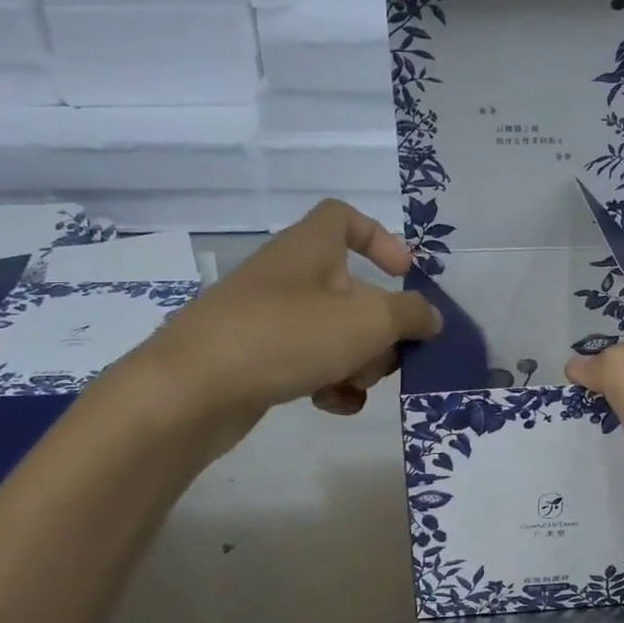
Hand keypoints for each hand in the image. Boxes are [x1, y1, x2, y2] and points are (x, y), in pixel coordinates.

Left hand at [127, 200, 442, 426]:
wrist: (192, 390)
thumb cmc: (287, 336)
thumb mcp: (368, 322)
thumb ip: (411, 315)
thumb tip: (431, 317)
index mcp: (310, 248)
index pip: (344, 218)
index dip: (380, 238)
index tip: (404, 274)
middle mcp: (288, 276)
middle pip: (352, 290)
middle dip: (379, 327)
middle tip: (387, 354)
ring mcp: (268, 318)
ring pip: (333, 332)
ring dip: (358, 361)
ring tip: (354, 385)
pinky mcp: (255, 358)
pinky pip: (307, 362)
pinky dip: (328, 381)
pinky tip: (333, 405)